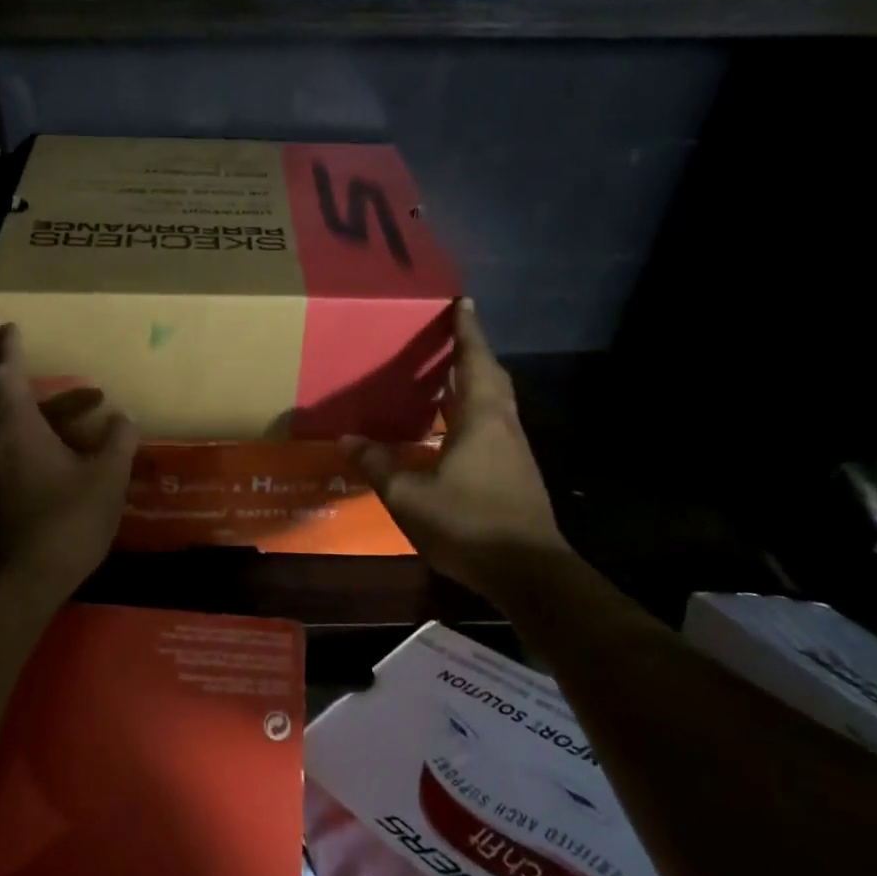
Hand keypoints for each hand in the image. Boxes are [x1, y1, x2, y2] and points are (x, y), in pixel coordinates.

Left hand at [0, 324, 137, 594]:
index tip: (13, 327)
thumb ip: (118, 441)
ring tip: (86, 403)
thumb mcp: (107, 478)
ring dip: (24, 403)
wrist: (27, 580)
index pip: (4, 375)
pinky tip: (66, 444)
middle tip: (1, 347)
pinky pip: (0, 445)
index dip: (8, 349)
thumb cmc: (69, 520)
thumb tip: (124, 418)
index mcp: (15, 429)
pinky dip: (24, 431)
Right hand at [340, 300, 567, 593]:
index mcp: (482, 418)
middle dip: (472, 352)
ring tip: (445, 377)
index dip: (468, 330)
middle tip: (450, 336)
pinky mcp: (516, 474)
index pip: (475, 360)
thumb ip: (378, 465)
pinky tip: (452, 431)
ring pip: (494, 403)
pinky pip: (493, 426)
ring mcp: (514, 451)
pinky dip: (474, 413)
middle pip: (490, 376)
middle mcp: (503, 425)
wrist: (529, 573)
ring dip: (474, 383)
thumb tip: (346, 440)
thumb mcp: (409, 496)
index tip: (464, 302)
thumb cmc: (469, 523)